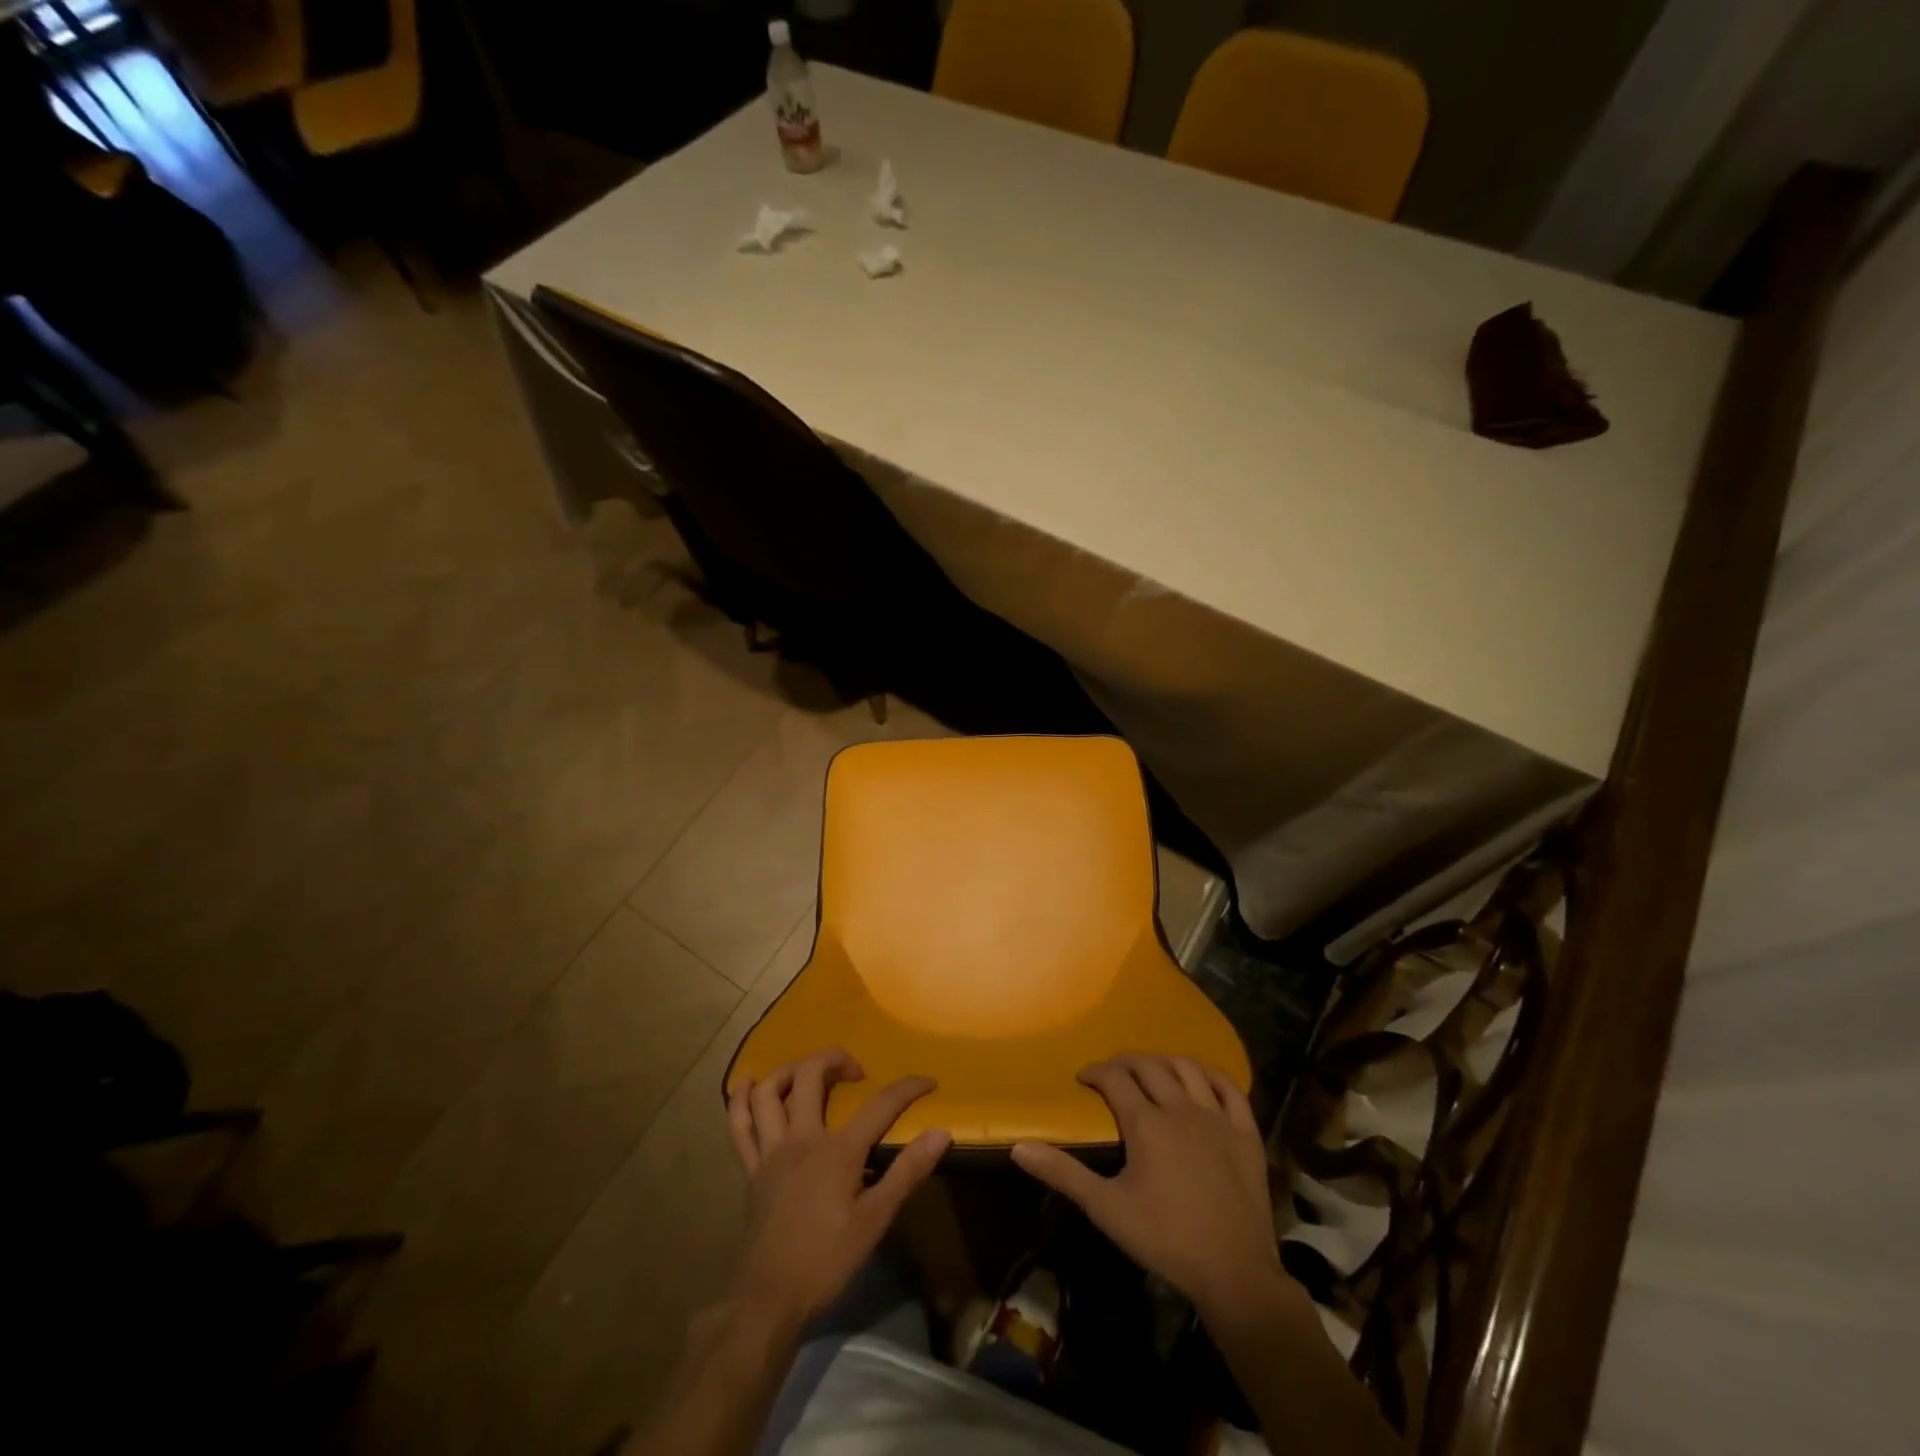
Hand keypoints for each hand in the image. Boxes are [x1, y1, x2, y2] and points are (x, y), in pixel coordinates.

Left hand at [727, 1049, 950, 1327]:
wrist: (770, 1299)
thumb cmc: (827, 1260)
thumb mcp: (876, 1220)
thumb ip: (908, 1172)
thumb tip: (942, 1133)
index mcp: (837, 1151)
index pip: (880, 1105)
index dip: (908, 1088)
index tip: (928, 1081)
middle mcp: (801, 1138)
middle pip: (812, 1075)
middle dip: (836, 1059)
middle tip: (856, 1072)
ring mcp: (770, 1151)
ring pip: (770, 1091)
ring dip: (790, 1070)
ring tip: (810, 1073)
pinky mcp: (750, 1169)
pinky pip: (739, 1125)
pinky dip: (742, 1099)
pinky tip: (752, 1083)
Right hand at [1012, 1054, 1279, 1317]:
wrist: (1234, 1272)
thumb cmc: (1165, 1239)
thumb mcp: (1106, 1209)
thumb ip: (1063, 1174)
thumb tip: (1020, 1147)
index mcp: (1146, 1123)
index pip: (1115, 1080)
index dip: (1096, 1072)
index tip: (1083, 1078)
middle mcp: (1181, 1108)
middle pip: (1150, 1067)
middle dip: (1126, 1062)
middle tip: (1112, 1071)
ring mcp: (1217, 1117)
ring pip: (1188, 1069)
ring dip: (1165, 1062)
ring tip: (1152, 1069)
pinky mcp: (1246, 1133)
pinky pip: (1230, 1089)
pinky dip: (1212, 1075)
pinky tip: (1202, 1078)